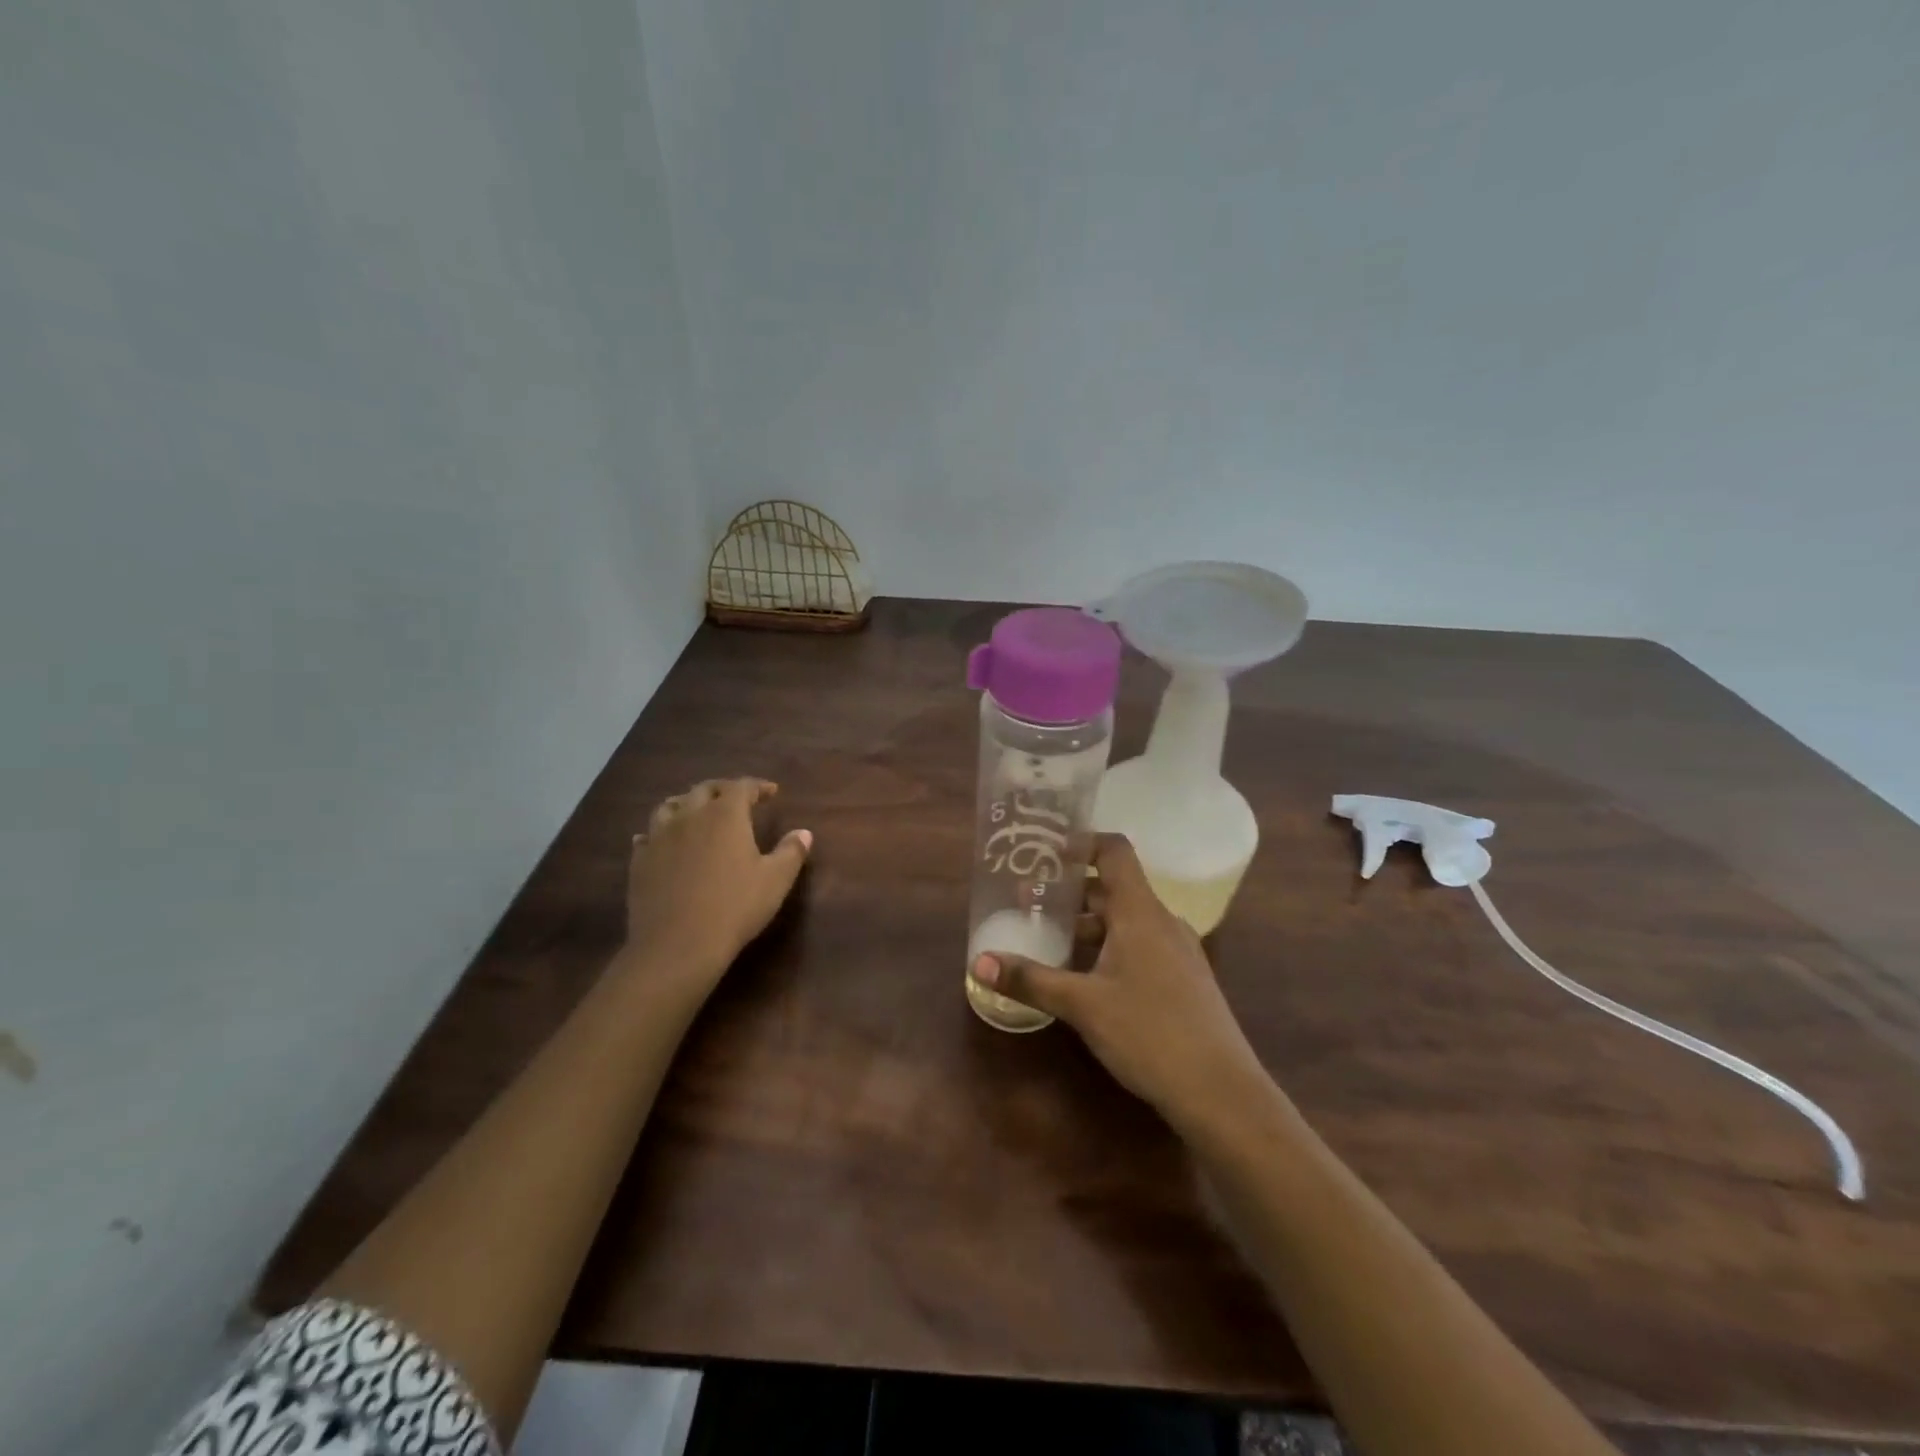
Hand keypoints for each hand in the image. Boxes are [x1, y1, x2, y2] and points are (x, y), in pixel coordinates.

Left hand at [623, 778, 811, 992]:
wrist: (678, 945)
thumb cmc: (735, 907)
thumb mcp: (776, 880)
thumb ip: (791, 852)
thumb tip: (803, 833)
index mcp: (725, 815)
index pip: (742, 786)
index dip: (758, 786)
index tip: (771, 792)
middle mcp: (690, 816)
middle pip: (704, 789)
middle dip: (723, 789)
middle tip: (736, 799)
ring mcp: (660, 837)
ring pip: (670, 806)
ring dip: (687, 803)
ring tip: (696, 812)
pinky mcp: (640, 861)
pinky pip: (647, 835)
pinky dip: (660, 832)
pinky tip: (664, 842)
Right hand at [972, 834, 1270, 1131]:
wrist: (1221, 1092)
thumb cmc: (1149, 1032)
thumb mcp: (1082, 1005)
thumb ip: (1031, 980)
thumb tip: (978, 962)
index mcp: (1140, 912)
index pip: (1114, 852)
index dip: (1081, 843)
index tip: (1045, 853)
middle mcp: (1161, 922)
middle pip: (1113, 889)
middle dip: (1070, 893)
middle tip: (1028, 902)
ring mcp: (1177, 951)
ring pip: (1125, 921)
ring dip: (1087, 925)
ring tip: (1048, 940)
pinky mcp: (1182, 980)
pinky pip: (1139, 946)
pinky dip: (1108, 947)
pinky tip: (1085, 976)